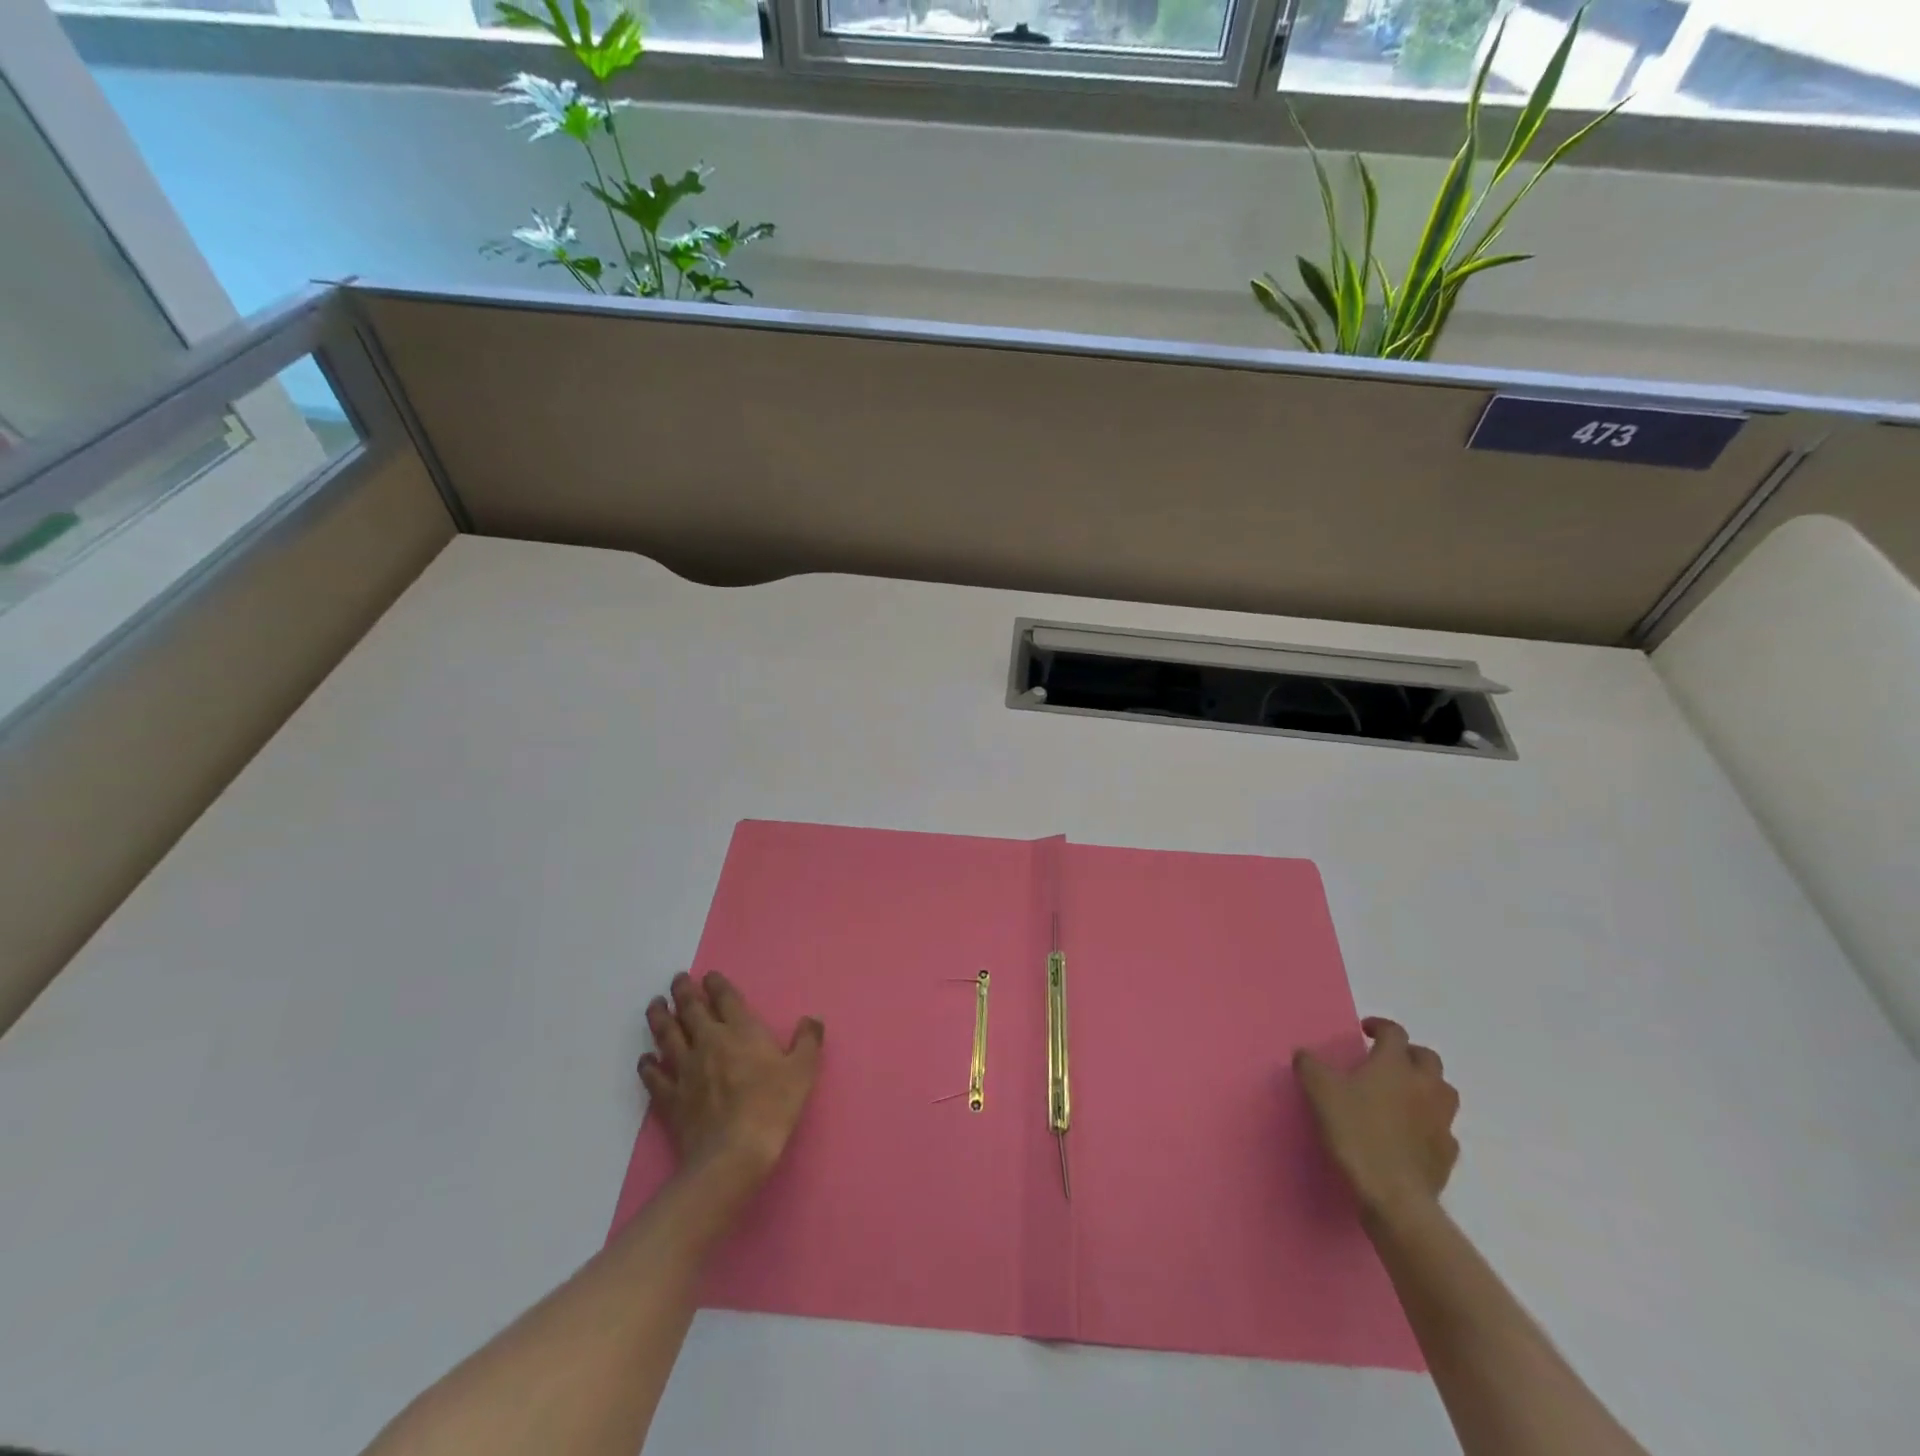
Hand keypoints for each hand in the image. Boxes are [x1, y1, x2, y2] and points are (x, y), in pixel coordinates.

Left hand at [639, 971, 823, 1181]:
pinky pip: (654, 1076)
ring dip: (660, 1018)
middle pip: (691, 1010)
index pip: (726, 998)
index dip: (716, 984)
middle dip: (684, 992)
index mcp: (741, 1031)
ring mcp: (685, 1070)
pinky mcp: (670, 1098)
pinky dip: (648, 1065)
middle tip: (677, 980)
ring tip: (655, 1004)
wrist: (734, 1153)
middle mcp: (709, 1042)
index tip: (708, 975)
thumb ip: (807, 1041)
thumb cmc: (773, 1107)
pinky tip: (645, 1059)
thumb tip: (812, 1019)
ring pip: (667, 1036)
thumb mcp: (803, 1071)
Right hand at [1295, 1016, 1459, 1220]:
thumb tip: (1304, 1054)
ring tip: (1403, 1094)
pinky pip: (1443, 1128)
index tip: (1365, 1031)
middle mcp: (1425, 1085)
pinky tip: (1412, 1133)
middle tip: (1387, 1061)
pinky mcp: (1448, 1153)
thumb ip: (1310, 1066)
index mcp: (1395, 1065)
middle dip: (1409, 1054)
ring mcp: (1442, 1120)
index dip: (1380, 1026)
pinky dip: (1430, 1123)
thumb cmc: (1356, 1133)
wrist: (1394, 1195)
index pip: (1394, 1032)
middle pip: (1428, 1058)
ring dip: (1426, 1086)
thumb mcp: (1319, 1092)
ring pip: (1443, 1091)